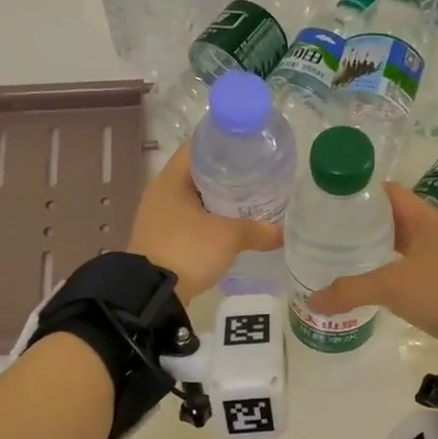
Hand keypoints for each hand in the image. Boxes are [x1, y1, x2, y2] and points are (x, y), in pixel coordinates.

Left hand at [128, 141, 283, 302]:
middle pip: (198, 173)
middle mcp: (162, 194)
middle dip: (227, 174)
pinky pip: (192, 221)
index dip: (223, 142)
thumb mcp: (228, 237)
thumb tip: (285, 233)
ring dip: (219, 201)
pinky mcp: (164, 240)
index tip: (249, 146)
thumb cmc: (187, 250)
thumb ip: (258, 231)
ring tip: (251, 200)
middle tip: (257, 174)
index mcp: (171, 180)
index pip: (197, 146)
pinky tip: (232, 228)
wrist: (152, 295)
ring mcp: (160, 218)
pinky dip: (211, 221)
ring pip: (196, 199)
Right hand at [306, 183, 437, 354]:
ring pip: (405, 246)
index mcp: (427, 220)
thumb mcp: (392, 287)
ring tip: (345, 257)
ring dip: (379, 250)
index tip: (332, 203)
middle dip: (364, 225)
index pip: (389, 193)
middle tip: (330, 233)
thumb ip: (350, 290)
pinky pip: (415, 269)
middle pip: (395, 219)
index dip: (360, 194)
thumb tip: (313, 300)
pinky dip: (394, 272)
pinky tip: (374, 284)